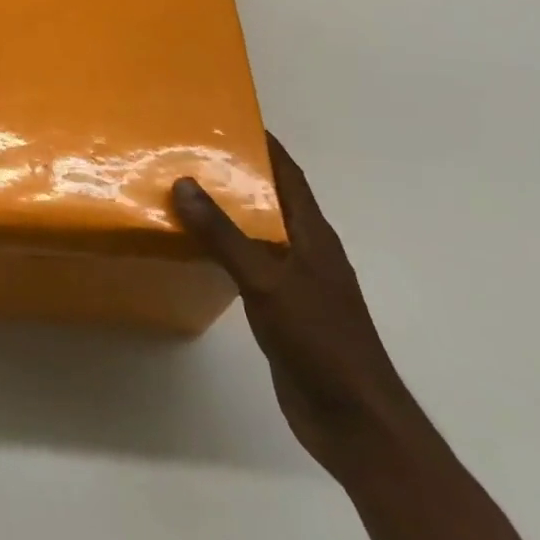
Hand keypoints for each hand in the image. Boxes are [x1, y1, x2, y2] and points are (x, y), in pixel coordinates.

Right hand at [172, 135, 419, 477]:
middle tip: (192, 152)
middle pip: (273, 200)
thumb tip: (184, 183)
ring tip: (185, 192)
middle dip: (239, 174)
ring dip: (229, 212)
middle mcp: (307, 252)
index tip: (231, 117)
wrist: (355, 422)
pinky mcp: (284, 311)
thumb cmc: (320, 341)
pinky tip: (197, 249)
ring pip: (259, 233)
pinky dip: (225, 248)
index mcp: (314, 236)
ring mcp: (297, 283)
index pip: (290, 176)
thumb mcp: (267, 281)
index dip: (266, 145)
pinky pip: (250, 265)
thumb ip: (224, 234)